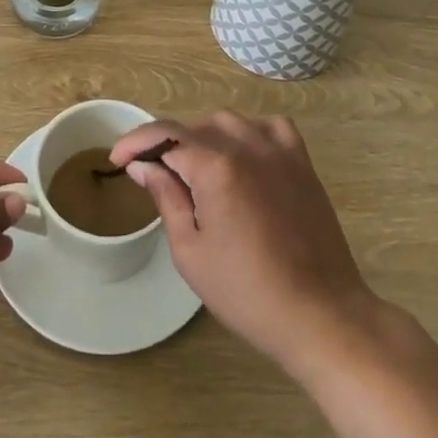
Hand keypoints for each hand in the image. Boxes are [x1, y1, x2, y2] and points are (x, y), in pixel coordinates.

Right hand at [111, 113, 372, 370]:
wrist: (320, 314)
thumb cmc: (247, 292)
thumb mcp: (191, 251)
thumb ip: (165, 197)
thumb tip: (142, 165)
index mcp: (215, 166)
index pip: (164, 135)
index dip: (135, 143)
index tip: (117, 158)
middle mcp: (246, 143)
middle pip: (194, 128)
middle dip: (169, 147)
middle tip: (157, 178)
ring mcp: (278, 148)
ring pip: (227, 123)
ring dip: (205, 139)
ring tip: (196, 172)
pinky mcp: (301, 160)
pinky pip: (267, 127)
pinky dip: (248, 133)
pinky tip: (242, 156)